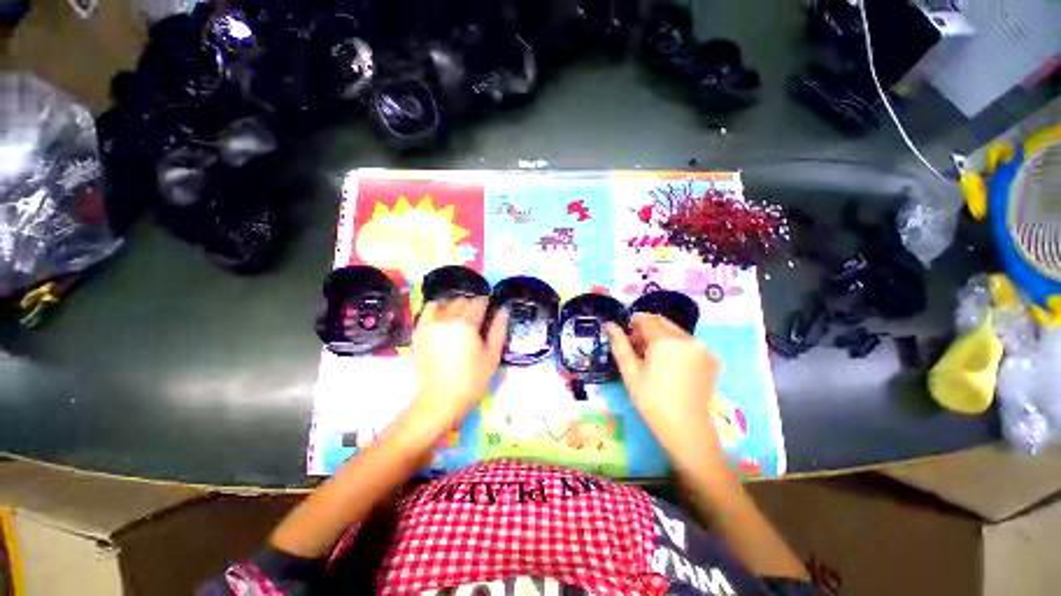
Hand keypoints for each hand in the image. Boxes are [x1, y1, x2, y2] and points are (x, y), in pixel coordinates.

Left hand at [410, 297, 506, 430]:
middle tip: (476, 321)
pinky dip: (438, 310)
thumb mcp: (493, 356)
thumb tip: (503, 310)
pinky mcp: (419, 331)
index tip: (489, 311)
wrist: (441, 399)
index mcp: (466, 324)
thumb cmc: (472, 379)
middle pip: (462, 301)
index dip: (486, 304)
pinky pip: (428, 310)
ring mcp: (429, 324)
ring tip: (459, 319)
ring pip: (445, 303)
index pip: (478, 302)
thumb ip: (499, 329)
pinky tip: (444, 321)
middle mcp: (446, 319)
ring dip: (454, 306)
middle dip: (472, 306)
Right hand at [605, 314, 721, 454]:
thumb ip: (620, 344)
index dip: (633, 323)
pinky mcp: (711, 359)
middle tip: (636, 347)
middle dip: (647, 329)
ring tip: (652, 358)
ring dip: (661, 337)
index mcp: (667, 341)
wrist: (685, 428)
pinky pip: (689, 343)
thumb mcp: (630, 371)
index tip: (626, 335)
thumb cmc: (652, 400)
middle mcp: (688, 339)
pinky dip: (676, 346)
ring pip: (676, 332)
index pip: (647, 320)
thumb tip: (609, 325)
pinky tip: (670, 365)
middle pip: (663, 323)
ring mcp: (703, 349)